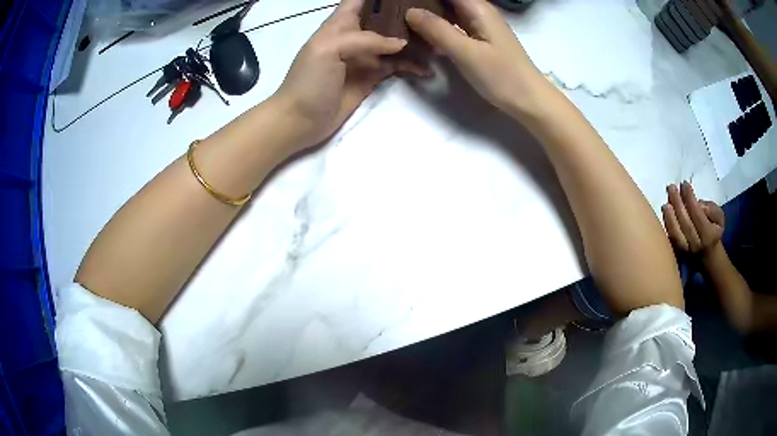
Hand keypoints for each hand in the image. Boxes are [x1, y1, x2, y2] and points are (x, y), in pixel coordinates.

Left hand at [274, 0, 423, 148]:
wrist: (300, 121)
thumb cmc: (308, 81)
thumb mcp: (329, 49)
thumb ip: (364, 40)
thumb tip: (401, 44)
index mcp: (340, 23)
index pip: (360, 0)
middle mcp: (355, 35)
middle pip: (383, 17)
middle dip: (404, 13)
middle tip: (431, 13)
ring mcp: (365, 56)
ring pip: (394, 40)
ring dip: (414, 39)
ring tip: (437, 39)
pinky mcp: (373, 76)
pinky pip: (397, 65)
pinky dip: (413, 66)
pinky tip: (428, 68)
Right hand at [405, 0, 548, 116]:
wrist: (530, 101)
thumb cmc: (502, 76)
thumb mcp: (466, 52)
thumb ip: (437, 30)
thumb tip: (410, 12)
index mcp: (477, 8)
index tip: (401, 2)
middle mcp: (479, 12)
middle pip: (446, 0)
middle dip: (423, 4)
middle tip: (397, 13)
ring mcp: (481, 26)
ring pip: (449, 12)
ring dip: (429, 16)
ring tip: (404, 23)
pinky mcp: (480, 40)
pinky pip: (455, 27)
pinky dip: (439, 29)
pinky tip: (424, 37)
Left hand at [661, 182, 724, 255]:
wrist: (707, 253)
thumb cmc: (713, 229)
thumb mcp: (719, 218)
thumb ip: (712, 210)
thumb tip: (699, 204)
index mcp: (708, 235)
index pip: (697, 215)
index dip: (690, 199)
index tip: (684, 184)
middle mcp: (696, 244)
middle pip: (685, 223)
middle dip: (677, 204)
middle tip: (671, 187)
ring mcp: (685, 250)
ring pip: (676, 233)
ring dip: (669, 215)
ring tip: (666, 200)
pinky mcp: (677, 252)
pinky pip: (670, 239)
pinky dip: (666, 225)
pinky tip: (664, 211)